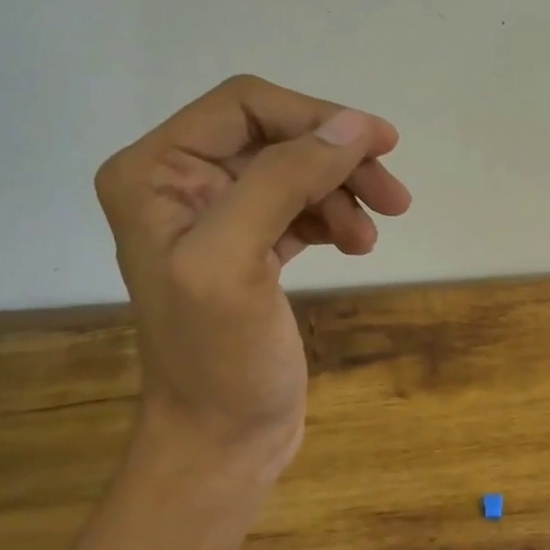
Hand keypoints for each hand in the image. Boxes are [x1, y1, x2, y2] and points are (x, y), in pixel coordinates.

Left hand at [94, 75, 410, 474]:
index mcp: (154, 172)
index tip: (380, 144)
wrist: (222, 442)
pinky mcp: (251, 246)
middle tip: (395, 195)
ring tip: (371, 236)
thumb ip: (285, 180)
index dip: (315, 117)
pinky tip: (356, 244)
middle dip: (337, 160)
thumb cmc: (218, 358)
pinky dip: (335, 217)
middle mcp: (179, 182)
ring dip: (343, 192)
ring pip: (297, 170)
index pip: (245, 106)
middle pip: (277, 136)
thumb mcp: (236, 261)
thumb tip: (354, 125)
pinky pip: (302, 206)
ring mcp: (216, 215)